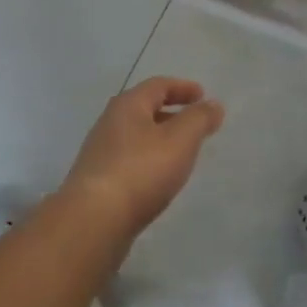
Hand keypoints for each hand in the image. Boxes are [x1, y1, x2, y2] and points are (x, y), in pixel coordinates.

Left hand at [60, 77, 225, 234]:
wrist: (94, 220)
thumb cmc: (141, 171)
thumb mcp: (180, 140)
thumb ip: (199, 119)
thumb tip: (213, 104)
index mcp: (128, 105)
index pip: (158, 85)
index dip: (183, 88)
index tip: (203, 95)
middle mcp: (110, 123)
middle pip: (144, 109)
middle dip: (171, 113)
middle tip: (195, 124)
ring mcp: (100, 152)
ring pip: (136, 136)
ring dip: (160, 139)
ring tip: (181, 153)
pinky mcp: (98, 180)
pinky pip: (129, 160)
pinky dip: (149, 160)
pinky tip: (159, 178)